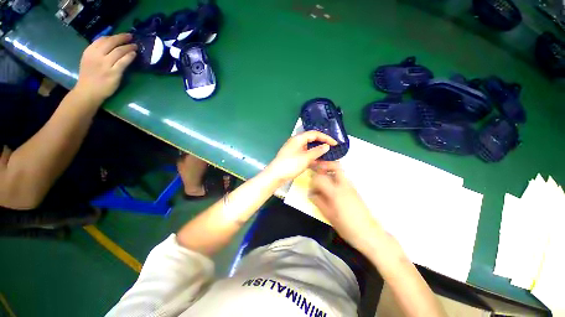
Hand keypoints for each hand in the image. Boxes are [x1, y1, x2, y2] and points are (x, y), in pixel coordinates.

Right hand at [74, 33, 136, 103]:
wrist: (88, 92)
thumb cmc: (89, 76)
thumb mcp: (88, 60)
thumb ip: (97, 52)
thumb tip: (111, 44)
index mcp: (89, 51)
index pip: (102, 39)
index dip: (114, 36)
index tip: (122, 36)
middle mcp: (96, 56)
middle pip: (111, 42)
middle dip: (122, 38)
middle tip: (131, 37)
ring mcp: (105, 64)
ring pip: (119, 51)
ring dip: (128, 47)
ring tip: (135, 46)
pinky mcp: (113, 73)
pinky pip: (123, 62)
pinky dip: (129, 56)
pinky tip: (134, 54)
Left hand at [265, 131, 336, 184]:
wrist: (275, 176)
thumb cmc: (290, 164)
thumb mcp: (305, 158)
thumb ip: (317, 151)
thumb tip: (327, 146)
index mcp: (298, 139)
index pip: (314, 134)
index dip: (326, 137)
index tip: (335, 143)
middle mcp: (296, 142)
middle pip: (312, 140)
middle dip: (322, 144)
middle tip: (332, 148)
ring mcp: (295, 151)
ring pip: (309, 149)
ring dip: (318, 152)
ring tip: (328, 156)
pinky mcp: (294, 158)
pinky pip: (306, 155)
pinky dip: (313, 158)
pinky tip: (320, 162)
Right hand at [309, 161, 382, 252]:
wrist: (368, 233)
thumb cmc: (346, 226)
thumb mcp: (328, 215)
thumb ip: (318, 201)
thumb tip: (311, 194)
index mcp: (335, 192)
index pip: (320, 178)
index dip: (313, 181)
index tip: (311, 189)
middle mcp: (344, 185)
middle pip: (335, 166)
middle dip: (324, 165)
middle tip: (316, 170)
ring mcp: (351, 187)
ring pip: (339, 171)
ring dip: (329, 171)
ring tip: (322, 178)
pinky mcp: (354, 190)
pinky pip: (343, 178)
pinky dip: (334, 178)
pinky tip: (330, 188)